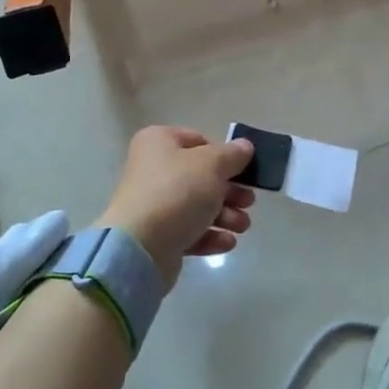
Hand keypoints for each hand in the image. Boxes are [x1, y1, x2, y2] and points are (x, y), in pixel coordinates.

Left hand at [99, 127, 256, 288]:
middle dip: (230, 190)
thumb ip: (232, 155)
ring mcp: (154, 204)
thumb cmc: (177, 192)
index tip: (245, 170)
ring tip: (242, 226)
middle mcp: (153, 169)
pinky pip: (189, 231)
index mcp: (159, 142)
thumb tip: (245, 147)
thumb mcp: (212, 165)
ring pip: (198, 205)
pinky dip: (210, 235)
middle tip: (248, 201)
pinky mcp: (157, 236)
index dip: (225, 155)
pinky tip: (227, 242)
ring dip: (225, 215)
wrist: (140, 247)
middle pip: (201, 176)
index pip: (199, 140)